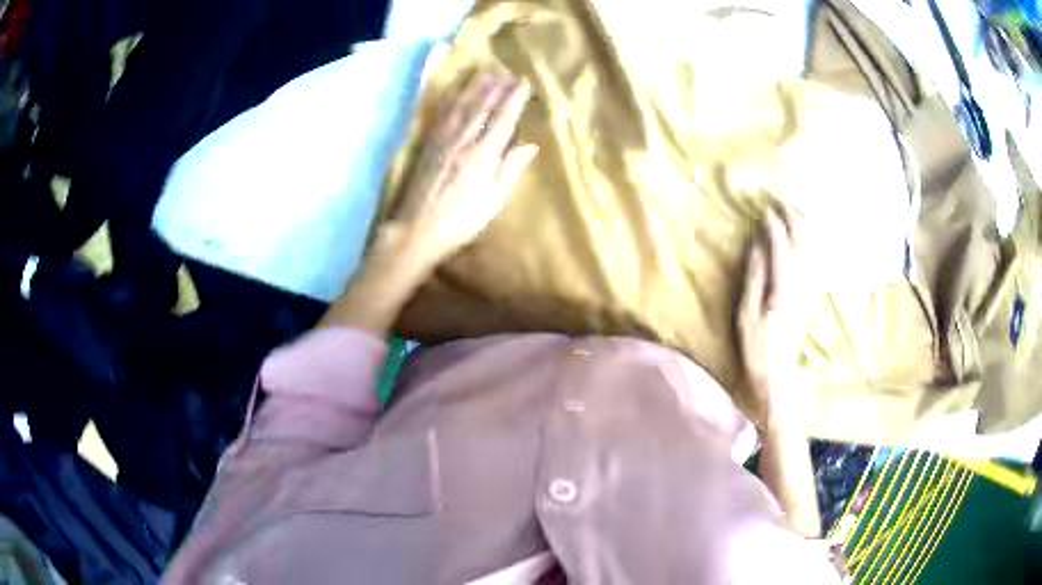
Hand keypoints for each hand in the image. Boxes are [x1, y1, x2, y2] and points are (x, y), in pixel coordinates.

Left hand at [386, 72, 537, 269]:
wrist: (416, 229)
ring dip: (474, 87)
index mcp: (483, 156)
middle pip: (482, 107)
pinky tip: (455, 91)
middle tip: (507, 72)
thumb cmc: (460, 222)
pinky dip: (450, 99)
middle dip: (496, 87)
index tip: (524, 82)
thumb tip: (530, 145)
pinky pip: (441, 115)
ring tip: (486, 73)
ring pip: (461, 106)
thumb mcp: (493, 202)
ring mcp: (442, 140)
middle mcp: (463, 141)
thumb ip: (510, 170)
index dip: (514, 99)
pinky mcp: (427, 144)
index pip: (503, 120)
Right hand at [736, 204, 805, 427]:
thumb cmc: (758, 350)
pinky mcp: (803, 297)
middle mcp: (798, 284)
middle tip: (781, 199)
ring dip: (799, 228)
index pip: (781, 246)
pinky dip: (801, 244)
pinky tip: (797, 240)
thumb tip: (757, 245)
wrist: (779, 379)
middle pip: (801, 243)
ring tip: (790, 211)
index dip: (774, 224)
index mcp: (782, 287)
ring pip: (806, 250)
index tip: (766, 206)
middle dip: (792, 219)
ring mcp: (803, 291)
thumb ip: (754, 277)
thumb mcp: (747, 315)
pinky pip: (805, 261)